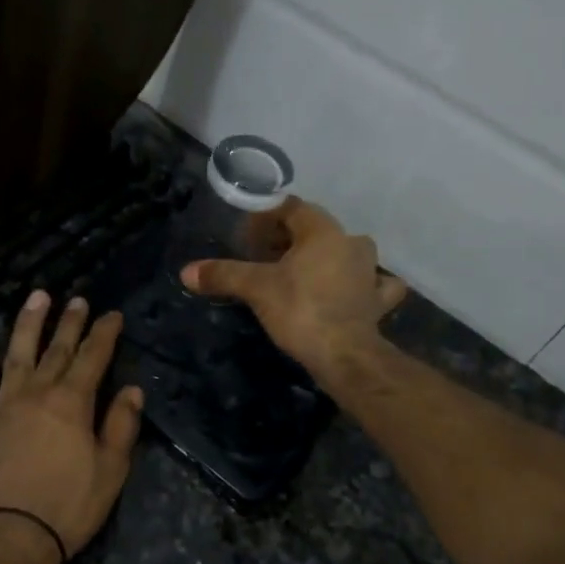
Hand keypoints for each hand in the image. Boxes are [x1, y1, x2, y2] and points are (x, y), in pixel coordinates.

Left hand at [0, 290, 144, 563]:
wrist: (6, 539)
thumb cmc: (67, 507)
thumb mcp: (111, 471)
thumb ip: (121, 426)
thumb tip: (132, 390)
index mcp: (71, 402)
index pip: (93, 357)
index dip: (104, 333)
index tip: (112, 314)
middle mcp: (35, 394)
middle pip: (55, 349)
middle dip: (69, 322)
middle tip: (76, 299)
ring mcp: (1, 408)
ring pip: (15, 356)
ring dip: (26, 326)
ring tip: (34, 299)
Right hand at [180, 197, 407, 376]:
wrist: (345, 354)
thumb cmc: (300, 310)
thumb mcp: (256, 289)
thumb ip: (223, 275)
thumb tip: (186, 272)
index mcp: (323, 231)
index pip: (291, 209)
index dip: (265, 218)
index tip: (246, 237)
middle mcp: (351, 243)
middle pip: (316, 229)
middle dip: (290, 239)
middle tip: (264, 258)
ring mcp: (370, 271)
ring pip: (346, 252)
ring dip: (325, 257)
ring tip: (301, 273)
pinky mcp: (377, 300)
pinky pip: (373, 283)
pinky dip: (361, 284)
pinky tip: (353, 292)